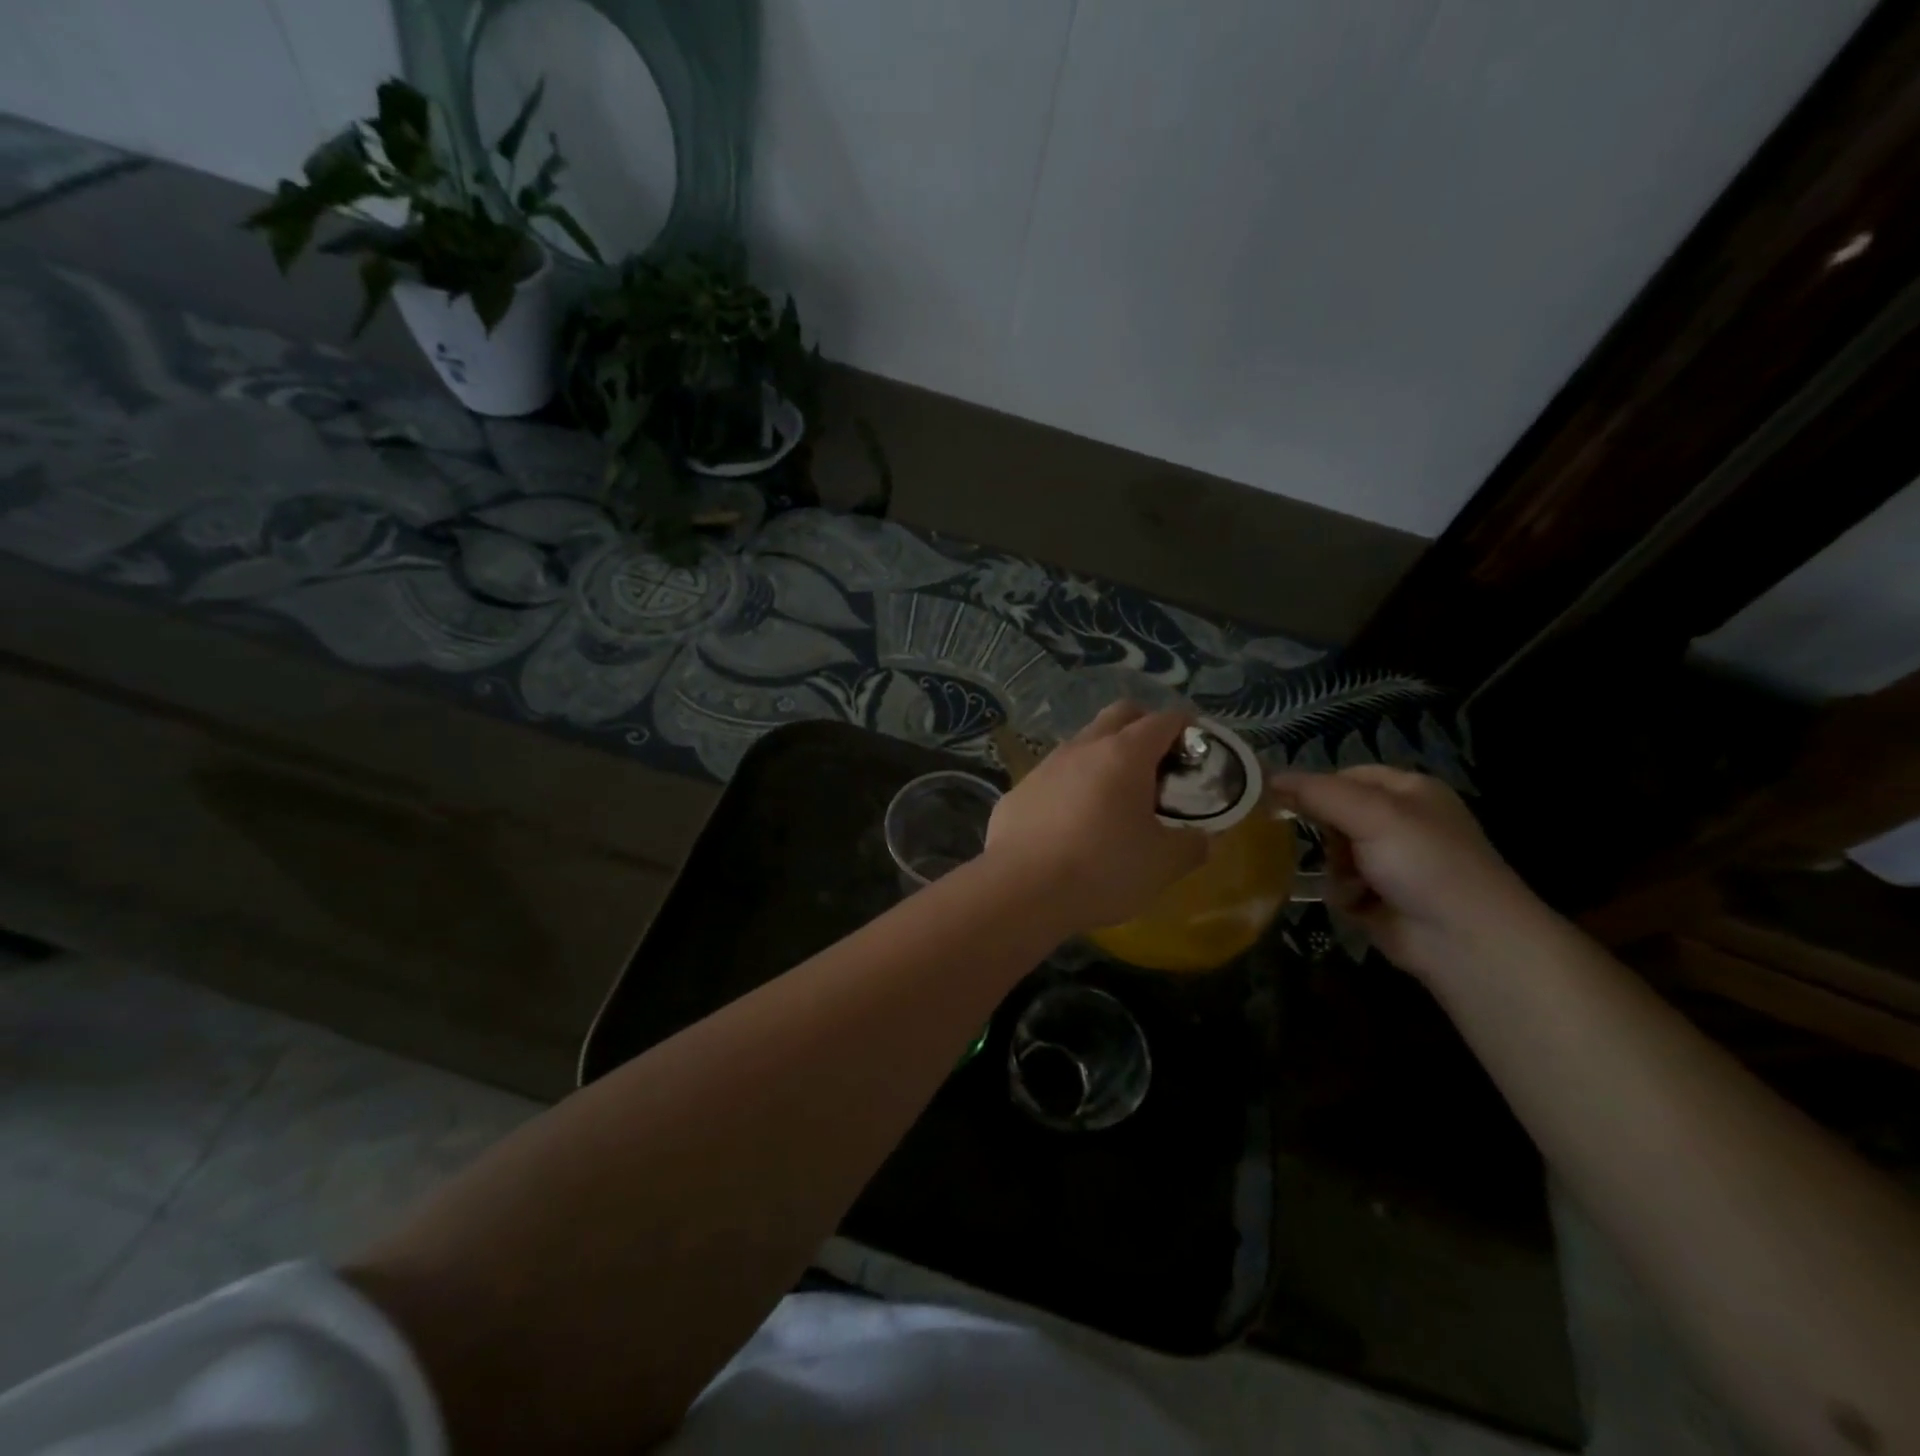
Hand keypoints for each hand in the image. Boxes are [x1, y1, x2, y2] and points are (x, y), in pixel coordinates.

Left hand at [986, 702, 1209, 932]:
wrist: (1020, 889)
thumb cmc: (1101, 869)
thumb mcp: (1163, 864)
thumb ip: (1191, 845)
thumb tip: (1203, 838)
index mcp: (1124, 754)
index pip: (1164, 720)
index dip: (1187, 729)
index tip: (1197, 752)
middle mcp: (1082, 747)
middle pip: (1119, 715)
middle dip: (1144, 727)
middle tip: (1159, 766)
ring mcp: (1045, 766)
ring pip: (1082, 743)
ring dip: (1104, 757)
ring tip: (1116, 798)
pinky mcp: (1018, 791)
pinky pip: (1053, 777)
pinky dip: (1072, 787)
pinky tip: (1072, 824)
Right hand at [1270, 766, 1547, 982]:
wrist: (1465, 941)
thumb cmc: (1424, 863)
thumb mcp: (1372, 814)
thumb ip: (1317, 793)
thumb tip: (1266, 777)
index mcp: (1408, 791)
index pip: (1345, 776)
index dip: (1316, 787)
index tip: (1282, 801)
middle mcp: (1400, 822)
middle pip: (1335, 814)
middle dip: (1326, 832)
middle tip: (1332, 846)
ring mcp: (1390, 862)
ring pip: (1332, 851)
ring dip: (1334, 867)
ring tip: (1351, 882)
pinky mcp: (1379, 898)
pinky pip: (1339, 884)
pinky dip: (1342, 893)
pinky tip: (1358, 904)